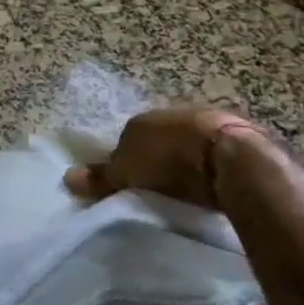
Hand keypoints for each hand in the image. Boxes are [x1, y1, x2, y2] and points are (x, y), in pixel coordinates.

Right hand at [65, 106, 263, 206]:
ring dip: (185, 161)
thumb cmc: (169, 161)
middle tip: (155, 188)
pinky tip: (210, 185)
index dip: (125, 160)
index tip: (128, 184)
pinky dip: (209, 167)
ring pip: (187, 144)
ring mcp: (206, 121)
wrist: (229, 156)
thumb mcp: (127, 174)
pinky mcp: (236, 137)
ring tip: (184, 191)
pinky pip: (212, 153)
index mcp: (142, 119)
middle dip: (157, 159)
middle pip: (158, 139)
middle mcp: (172, 113)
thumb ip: (101, 178)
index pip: (126, 138)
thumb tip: (67, 177)